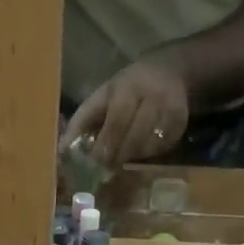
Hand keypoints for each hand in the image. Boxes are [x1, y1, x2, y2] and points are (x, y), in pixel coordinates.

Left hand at [62, 57, 188, 164]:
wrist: (170, 72)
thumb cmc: (126, 87)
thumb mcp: (102, 95)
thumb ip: (82, 121)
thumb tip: (62, 150)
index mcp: (128, 88)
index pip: (117, 120)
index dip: (105, 144)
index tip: (95, 163)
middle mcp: (153, 97)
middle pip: (134, 136)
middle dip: (117, 156)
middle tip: (105, 172)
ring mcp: (171, 111)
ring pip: (148, 146)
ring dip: (131, 157)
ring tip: (120, 160)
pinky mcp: (181, 124)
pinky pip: (161, 148)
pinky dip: (147, 154)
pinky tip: (139, 150)